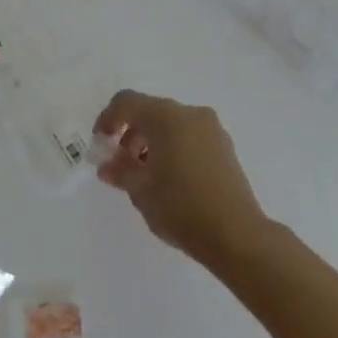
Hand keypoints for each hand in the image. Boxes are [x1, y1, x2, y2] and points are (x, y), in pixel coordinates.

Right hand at [95, 91, 269, 265]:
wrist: (236, 234)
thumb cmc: (180, 207)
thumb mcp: (140, 190)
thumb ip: (120, 170)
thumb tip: (108, 165)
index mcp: (166, 118)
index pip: (127, 102)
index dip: (108, 119)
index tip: (101, 145)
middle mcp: (191, 114)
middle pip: (150, 111)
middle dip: (130, 134)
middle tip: (121, 164)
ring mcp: (212, 130)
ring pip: (171, 124)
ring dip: (151, 142)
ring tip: (145, 176)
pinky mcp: (225, 147)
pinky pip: (190, 136)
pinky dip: (173, 147)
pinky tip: (169, 179)